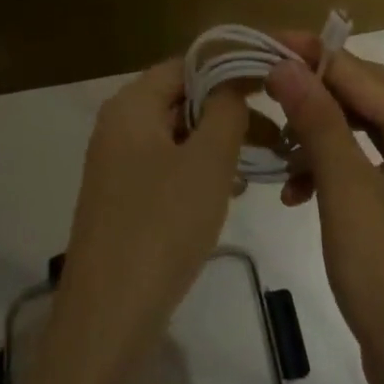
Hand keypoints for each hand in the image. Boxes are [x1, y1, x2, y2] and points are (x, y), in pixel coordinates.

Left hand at [52, 59, 248, 364]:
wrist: (108, 319)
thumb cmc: (162, 226)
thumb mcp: (208, 161)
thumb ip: (226, 110)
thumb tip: (233, 83)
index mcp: (131, 104)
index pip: (186, 64)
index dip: (230, 68)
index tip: (272, 84)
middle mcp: (118, 124)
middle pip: (181, 98)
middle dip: (228, 110)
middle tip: (275, 133)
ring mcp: (117, 163)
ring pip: (178, 135)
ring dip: (218, 142)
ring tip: (258, 164)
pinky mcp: (123, 198)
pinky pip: (167, 167)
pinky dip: (199, 170)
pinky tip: (229, 192)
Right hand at [268, 44, 383, 383]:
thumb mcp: (346, 193)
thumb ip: (317, 120)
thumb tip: (284, 62)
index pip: (362, 75)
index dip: (312, 55)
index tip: (263, 42)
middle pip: (365, 97)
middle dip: (313, 91)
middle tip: (262, 83)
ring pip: (362, 129)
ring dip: (318, 132)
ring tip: (277, 145)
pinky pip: (365, 162)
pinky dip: (330, 166)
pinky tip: (296, 189)